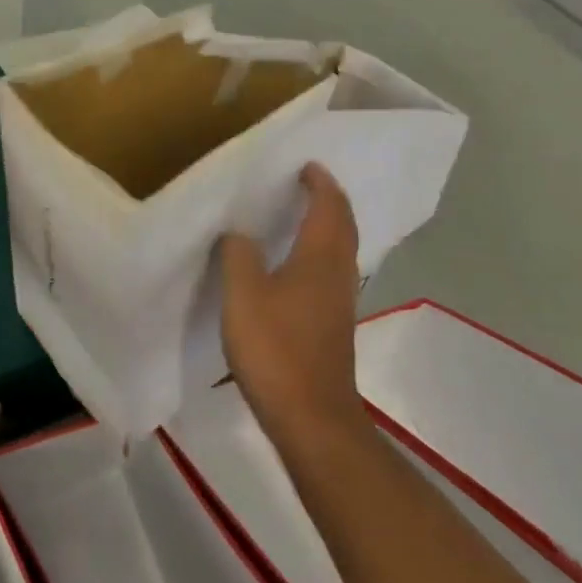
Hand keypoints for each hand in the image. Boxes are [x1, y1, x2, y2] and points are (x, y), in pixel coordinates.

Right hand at [220, 163, 368, 436]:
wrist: (312, 418)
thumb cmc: (276, 348)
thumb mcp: (243, 294)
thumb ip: (238, 255)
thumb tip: (239, 233)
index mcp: (319, 258)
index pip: (329, 208)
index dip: (320, 184)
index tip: (307, 165)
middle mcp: (338, 274)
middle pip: (343, 227)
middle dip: (329, 201)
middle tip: (307, 182)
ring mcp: (339, 303)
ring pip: (339, 251)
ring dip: (326, 226)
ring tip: (300, 215)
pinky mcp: (333, 326)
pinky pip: (330, 272)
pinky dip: (318, 253)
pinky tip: (295, 264)